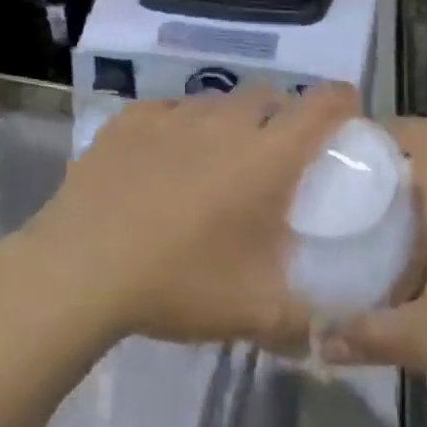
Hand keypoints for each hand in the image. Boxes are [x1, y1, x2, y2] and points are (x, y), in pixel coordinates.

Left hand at [4, 85, 358, 349]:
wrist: (81, 268)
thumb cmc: (178, 282)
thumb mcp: (254, 312)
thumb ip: (305, 319)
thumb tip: (332, 329)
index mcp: (266, 157)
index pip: (321, 106)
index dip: (341, 101)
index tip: (346, 113)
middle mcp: (224, 122)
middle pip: (268, 97)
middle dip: (282, 116)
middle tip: (275, 155)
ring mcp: (171, 115)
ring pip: (216, 102)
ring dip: (229, 122)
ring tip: (216, 160)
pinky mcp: (129, 120)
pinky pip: (168, 110)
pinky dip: (180, 127)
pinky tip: (164, 159)